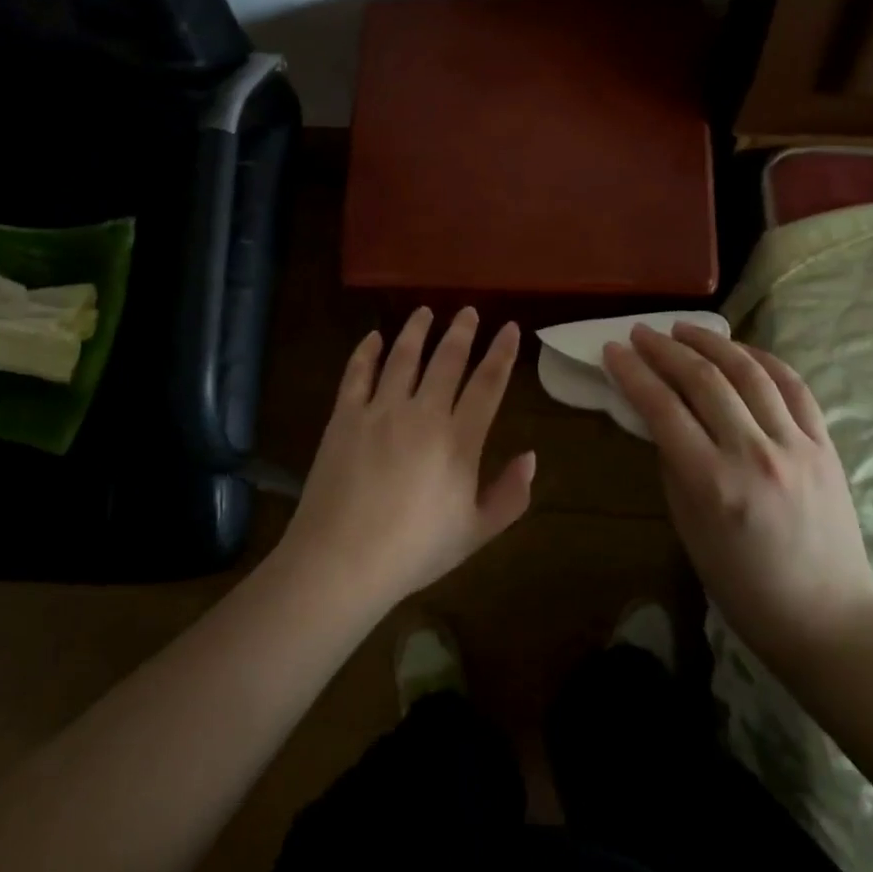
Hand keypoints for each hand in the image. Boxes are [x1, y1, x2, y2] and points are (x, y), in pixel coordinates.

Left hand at [277, 307, 534, 614]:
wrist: (341, 560)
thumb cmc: (414, 551)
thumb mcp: (475, 533)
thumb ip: (509, 495)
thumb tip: (531, 457)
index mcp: (458, 440)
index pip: (487, 384)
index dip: (501, 353)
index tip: (509, 327)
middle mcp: (422, 413)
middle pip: (447, 360)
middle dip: (461, 331)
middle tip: (468, 311)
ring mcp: (380, 410)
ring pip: (403, 356)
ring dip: (416, 330)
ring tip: (425, 312)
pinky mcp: (345, 416)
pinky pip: (357, 373)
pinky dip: (367, 351)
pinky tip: (374, 337)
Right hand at [604, 323, 872, 658]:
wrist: (828, 621)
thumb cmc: (744, 586)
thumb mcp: (689, 529)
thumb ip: (673, 465)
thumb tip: (660, 416)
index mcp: (713, 483)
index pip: (662, 408)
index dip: (633, 373)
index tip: (612, 350)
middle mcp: (754, 454)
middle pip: (704, 380)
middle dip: (665, 349)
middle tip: (640, 333)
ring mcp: (796, 446)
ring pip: (749, 372)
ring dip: (711, 342)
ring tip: (684, 328)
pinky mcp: (825, 445)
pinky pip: (793, 387)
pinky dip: (762, 359)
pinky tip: (739, 349)